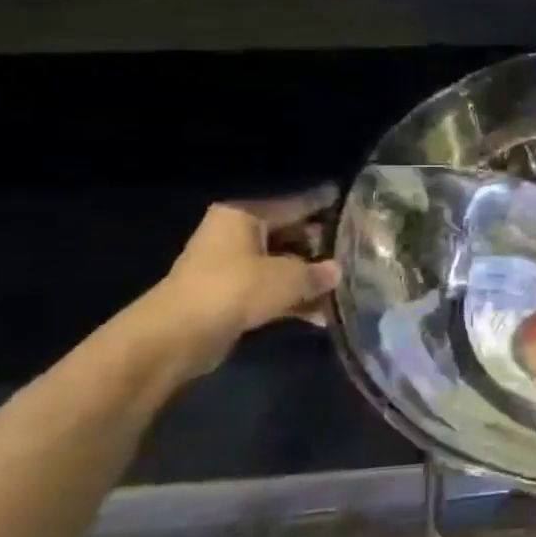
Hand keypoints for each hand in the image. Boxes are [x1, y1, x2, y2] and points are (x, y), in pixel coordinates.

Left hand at [145, 186, 341, 374]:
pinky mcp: (229, 297)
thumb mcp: (289, 277)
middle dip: (320, 248)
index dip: (323, 204)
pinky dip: (292, 300)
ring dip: (308, 279)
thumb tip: (337, 271)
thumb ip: (318, 273)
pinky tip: (321, 315)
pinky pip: (270, 291)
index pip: (293, 204)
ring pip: (281, 266)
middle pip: (288, 235)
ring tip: (345, 287)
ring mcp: (230, 267)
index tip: (348, 201)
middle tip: (356, 252)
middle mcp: (235, 235)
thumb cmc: (235, 289)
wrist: (178, 335)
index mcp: (244, 216)